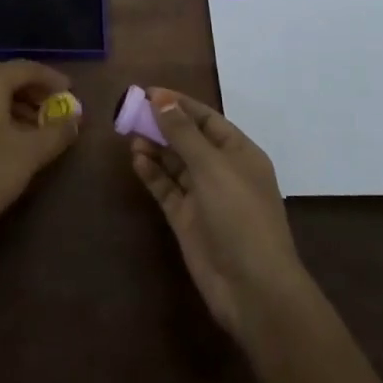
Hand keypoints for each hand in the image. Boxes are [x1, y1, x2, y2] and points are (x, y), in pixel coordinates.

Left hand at [0, 61, 79, 247]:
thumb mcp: (31, 153)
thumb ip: (57, 131)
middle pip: (5, 75)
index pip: (25, 68)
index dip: (51, 78)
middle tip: (53, 104)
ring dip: (16, 101)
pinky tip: (13, 135)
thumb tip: (75, 120)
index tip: (70, 91)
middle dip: (32, 88)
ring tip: (38, 123)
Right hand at [130, 88, 307, 340]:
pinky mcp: (188, 220)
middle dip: (162, 125)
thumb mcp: (211, 167)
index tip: (148, 92)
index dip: (179, 104)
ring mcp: (204, 197)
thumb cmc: (240, 216)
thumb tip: (161, 97)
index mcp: (239, 153)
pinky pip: (167, 189)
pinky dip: (152, 174)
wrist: (253, 289)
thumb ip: (183, 132)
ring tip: (129, 135)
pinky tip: (136, 160)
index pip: (206, 119)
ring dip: (155, 148)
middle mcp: (222, 171)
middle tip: (131, 112)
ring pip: (175, 164)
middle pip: (188, 139)